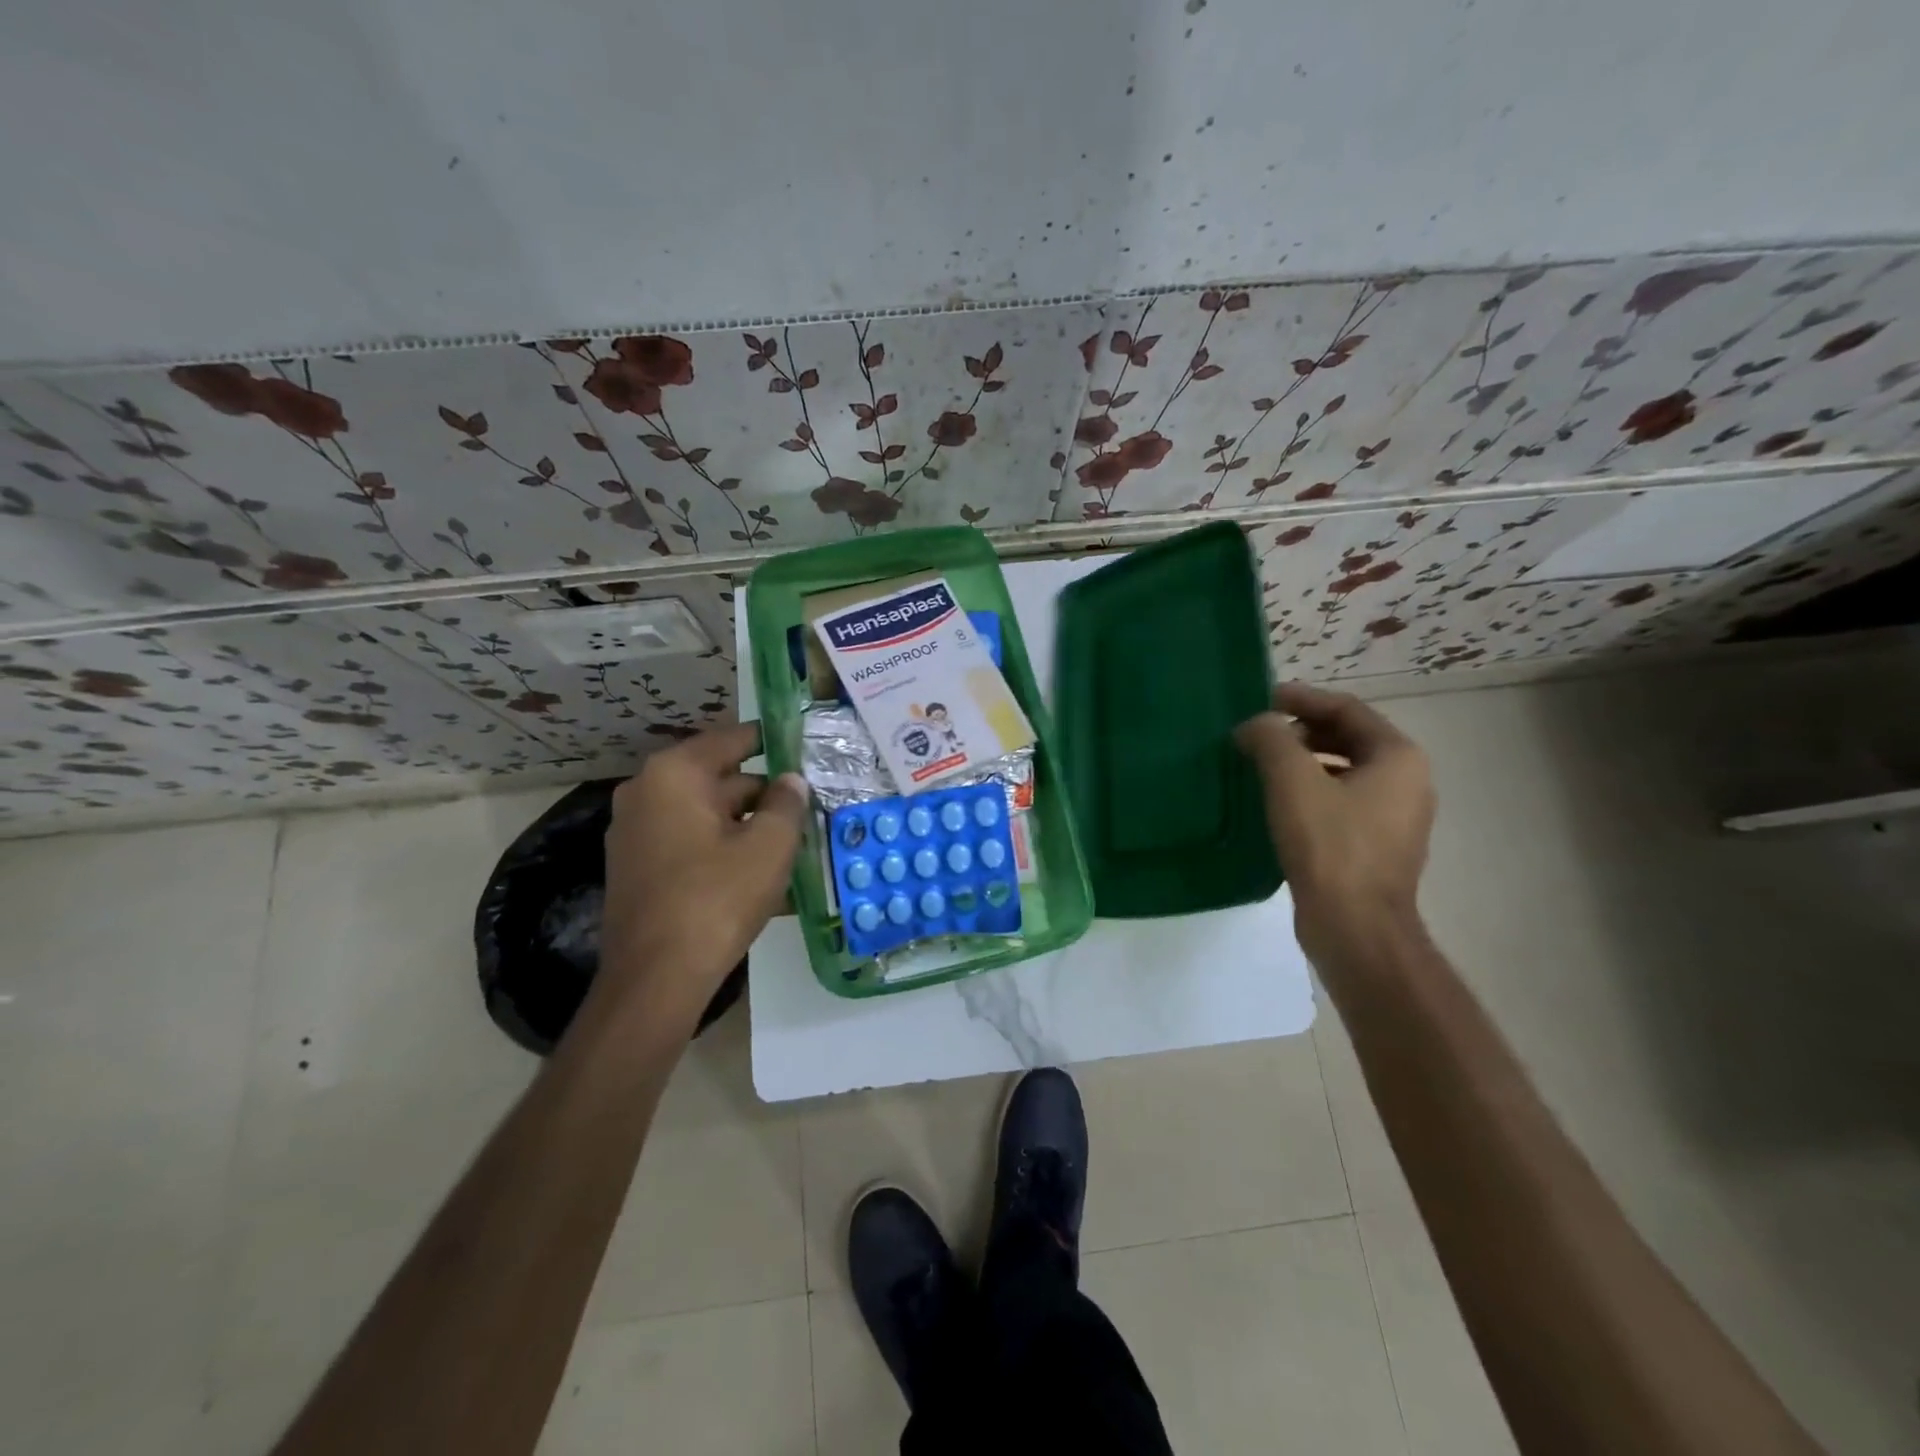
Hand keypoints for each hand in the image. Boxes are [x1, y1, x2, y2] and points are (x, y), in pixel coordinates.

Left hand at [597, 722, 808, 1028]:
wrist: (656, 978)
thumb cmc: (716, 898)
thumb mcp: (769, 846)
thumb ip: (787, 803)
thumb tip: (792, 780)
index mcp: (674, 774)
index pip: (732, 739)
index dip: (772, 741)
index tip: (803, 745)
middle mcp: (646, 792)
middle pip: (718, 777)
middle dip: (763, 792)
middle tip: (805, 805)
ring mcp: (635, 831)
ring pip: (705, 812)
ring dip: (745, 822)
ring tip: (790, 841)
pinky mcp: (636, 866)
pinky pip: (689, 840)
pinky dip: (722, 845)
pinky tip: (756, 869)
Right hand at [1234, 683, 1435, 971]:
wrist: (1355, 927)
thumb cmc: (1329, 845)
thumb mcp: (1292, 781)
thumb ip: (1271, 739)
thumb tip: (1255, 725)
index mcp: (1398, 757)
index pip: (1347, 709)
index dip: (1302, 699)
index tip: (1262, 699)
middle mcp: (1407, 781)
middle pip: (1349, 738)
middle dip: (1301, 731)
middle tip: (1258, 733)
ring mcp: (1395, 817)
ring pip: (1344, 772)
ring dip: (1303, 761)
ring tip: (1261, 765)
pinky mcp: (1376, 846)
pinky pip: (1342, 802)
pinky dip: (1311, 791)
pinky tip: (1277, 803)